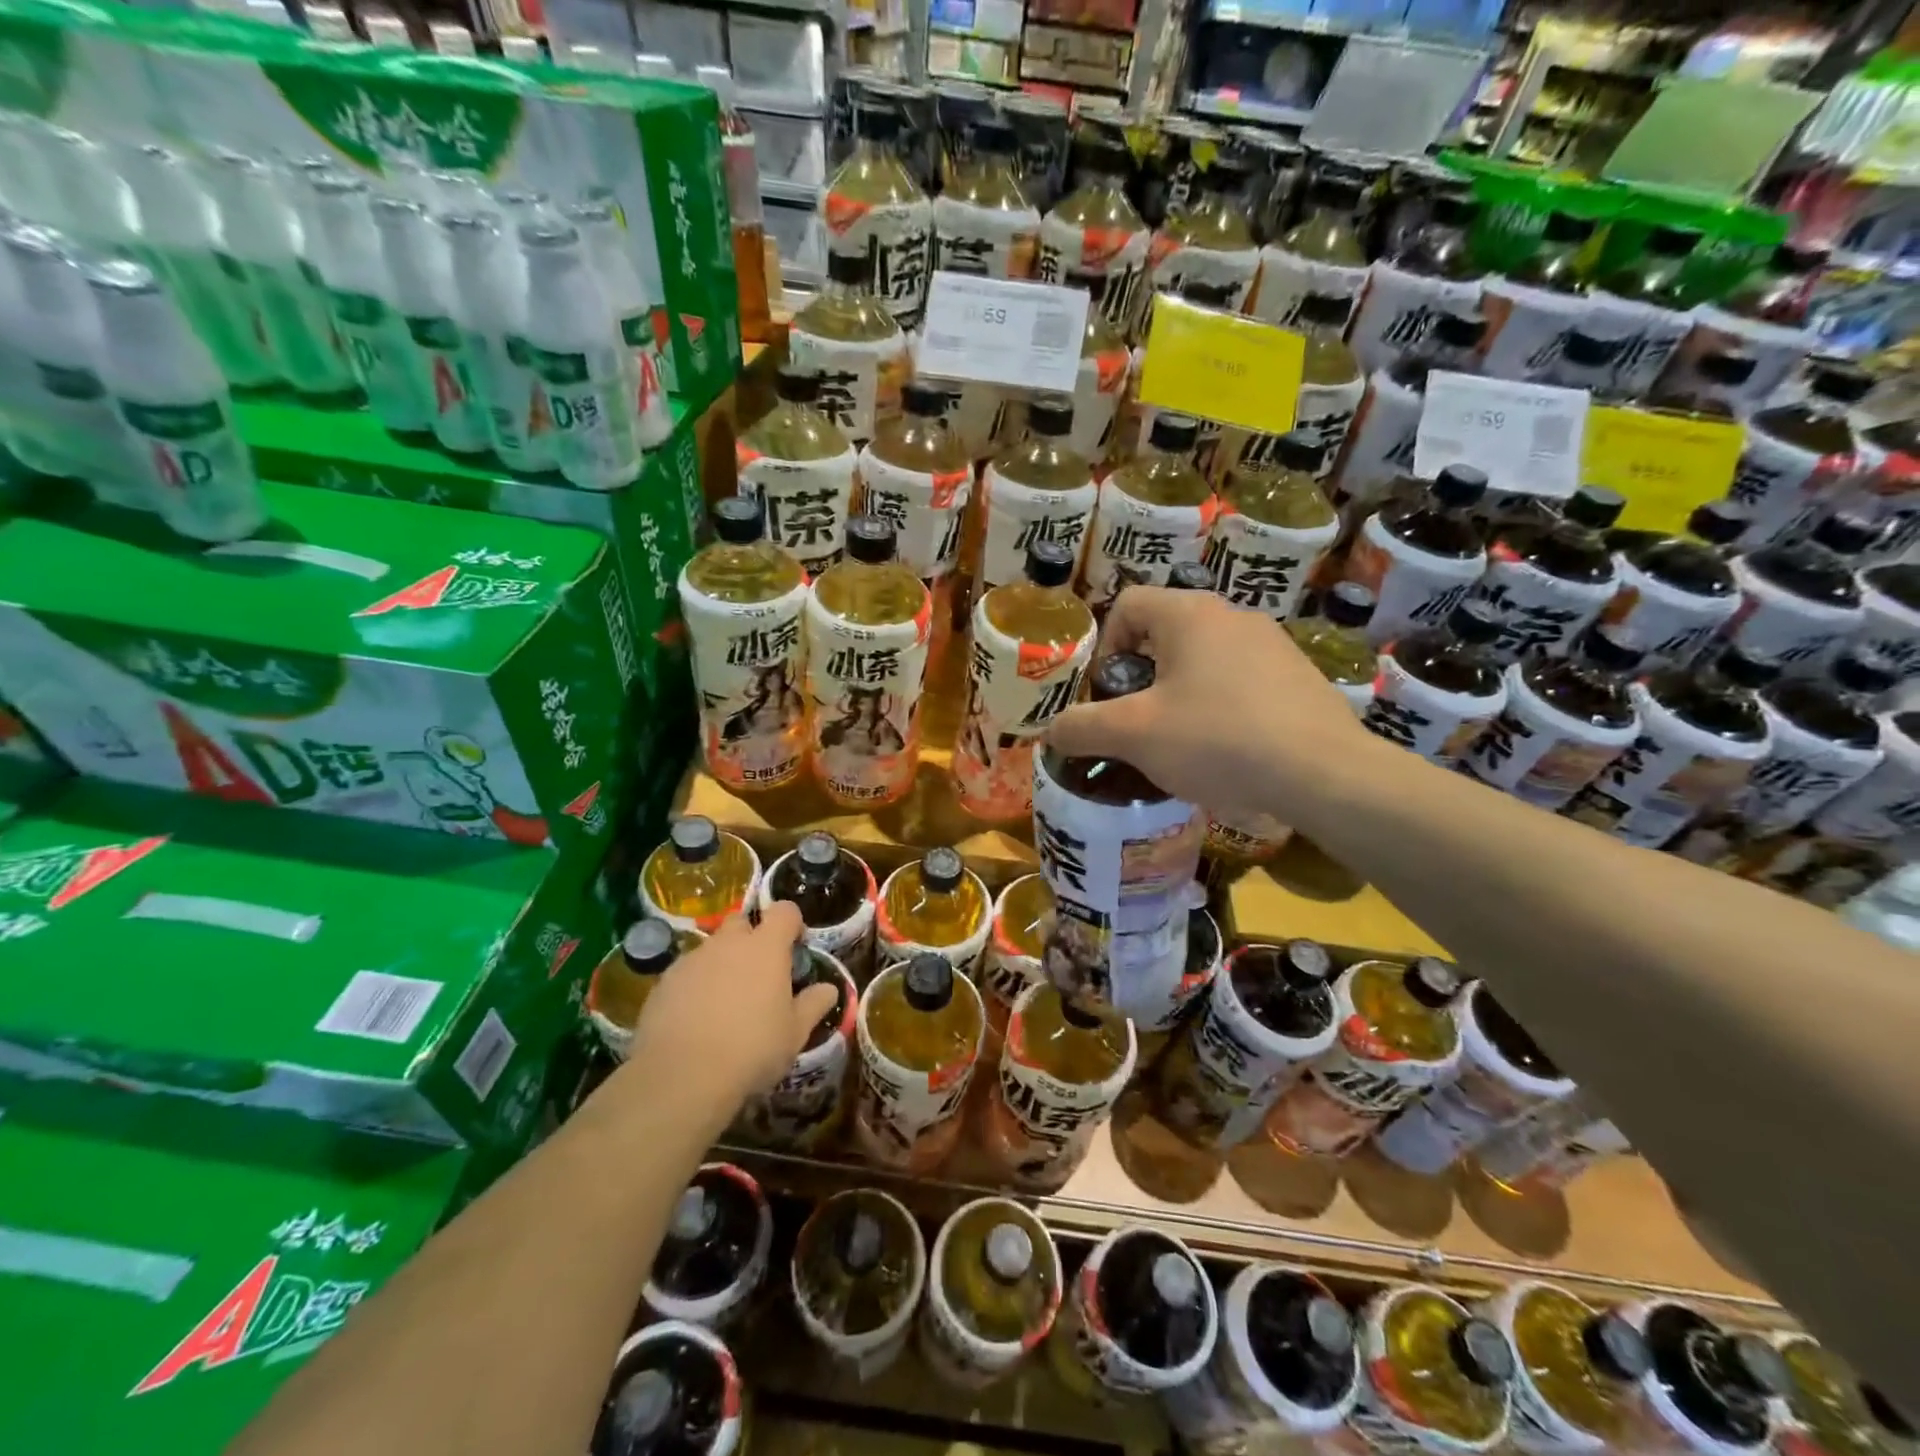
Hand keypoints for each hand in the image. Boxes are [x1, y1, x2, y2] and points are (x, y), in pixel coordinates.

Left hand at [624, 903, 838, 1114]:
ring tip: (724, 1002)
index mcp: (766, 947)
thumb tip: (830, 989)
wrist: (682, 1076)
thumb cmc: (752, 1049)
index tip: (795, 945)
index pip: (784, 911)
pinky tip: (696, 1019)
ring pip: (711, 948)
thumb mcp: (795, 1033)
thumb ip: (813, 1005)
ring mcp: (692, 960)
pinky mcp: (663, 982)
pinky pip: (686, 973)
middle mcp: (728, 943)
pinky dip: (695, 986)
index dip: (791, 922)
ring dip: (721, 963)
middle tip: (757, 972)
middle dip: (750, 937)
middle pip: (741, 921)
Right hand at [1046, 585, 1374, 823]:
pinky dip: (1221, 706)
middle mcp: (1233, 615)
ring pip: (1205, 657)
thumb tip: (1050, 732)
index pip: (1128, 603)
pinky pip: (1241, 680)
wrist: (1322, 773)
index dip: (1105, 646)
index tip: (1110, 692)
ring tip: (1182, 742)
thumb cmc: (1216, 739)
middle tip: (1140, 721)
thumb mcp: (1134, 736)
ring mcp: (1273, 644)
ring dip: (1181, 691)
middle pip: (1166, 631)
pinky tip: (1228, 750)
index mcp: (1190, 614)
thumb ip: (1081, 728)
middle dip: (1142, 675)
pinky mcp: (1299, 676)